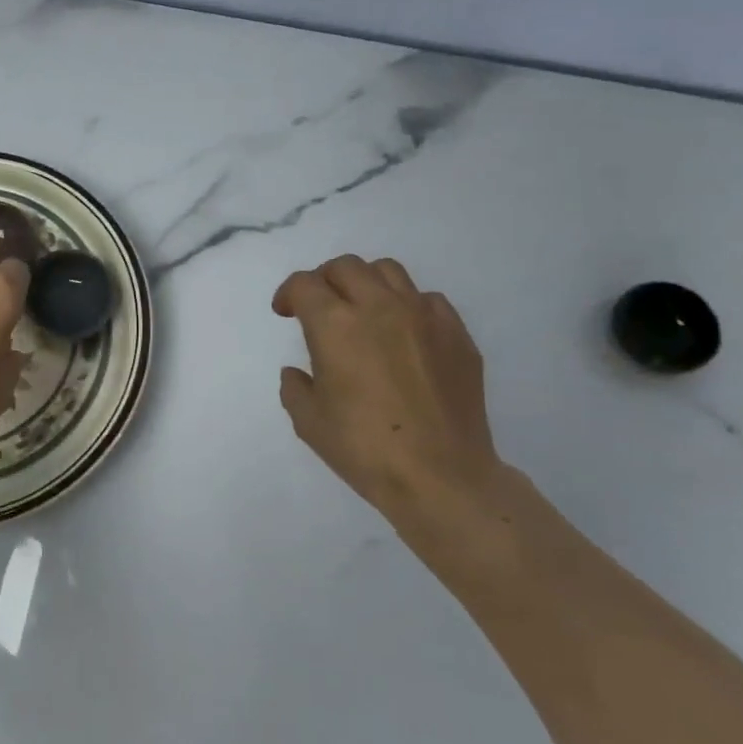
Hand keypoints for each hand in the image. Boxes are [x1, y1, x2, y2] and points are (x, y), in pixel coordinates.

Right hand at [273, 255, 523, 562]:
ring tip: (362, 309)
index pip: (304, 284)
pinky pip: (428, 299)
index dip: (288, 294)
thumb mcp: (308, 421)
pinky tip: (404, 333)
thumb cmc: (364, 449)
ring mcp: (423, 317)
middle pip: (345, 267)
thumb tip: (299, 372)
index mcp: (335, 324)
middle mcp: (379, 307)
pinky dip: (408, 305)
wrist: (441, 476)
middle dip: (324, 280)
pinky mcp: (457, 334)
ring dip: (365, 283)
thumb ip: (296, 387)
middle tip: (319, 306)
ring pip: (388, 271)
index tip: (285, 312)